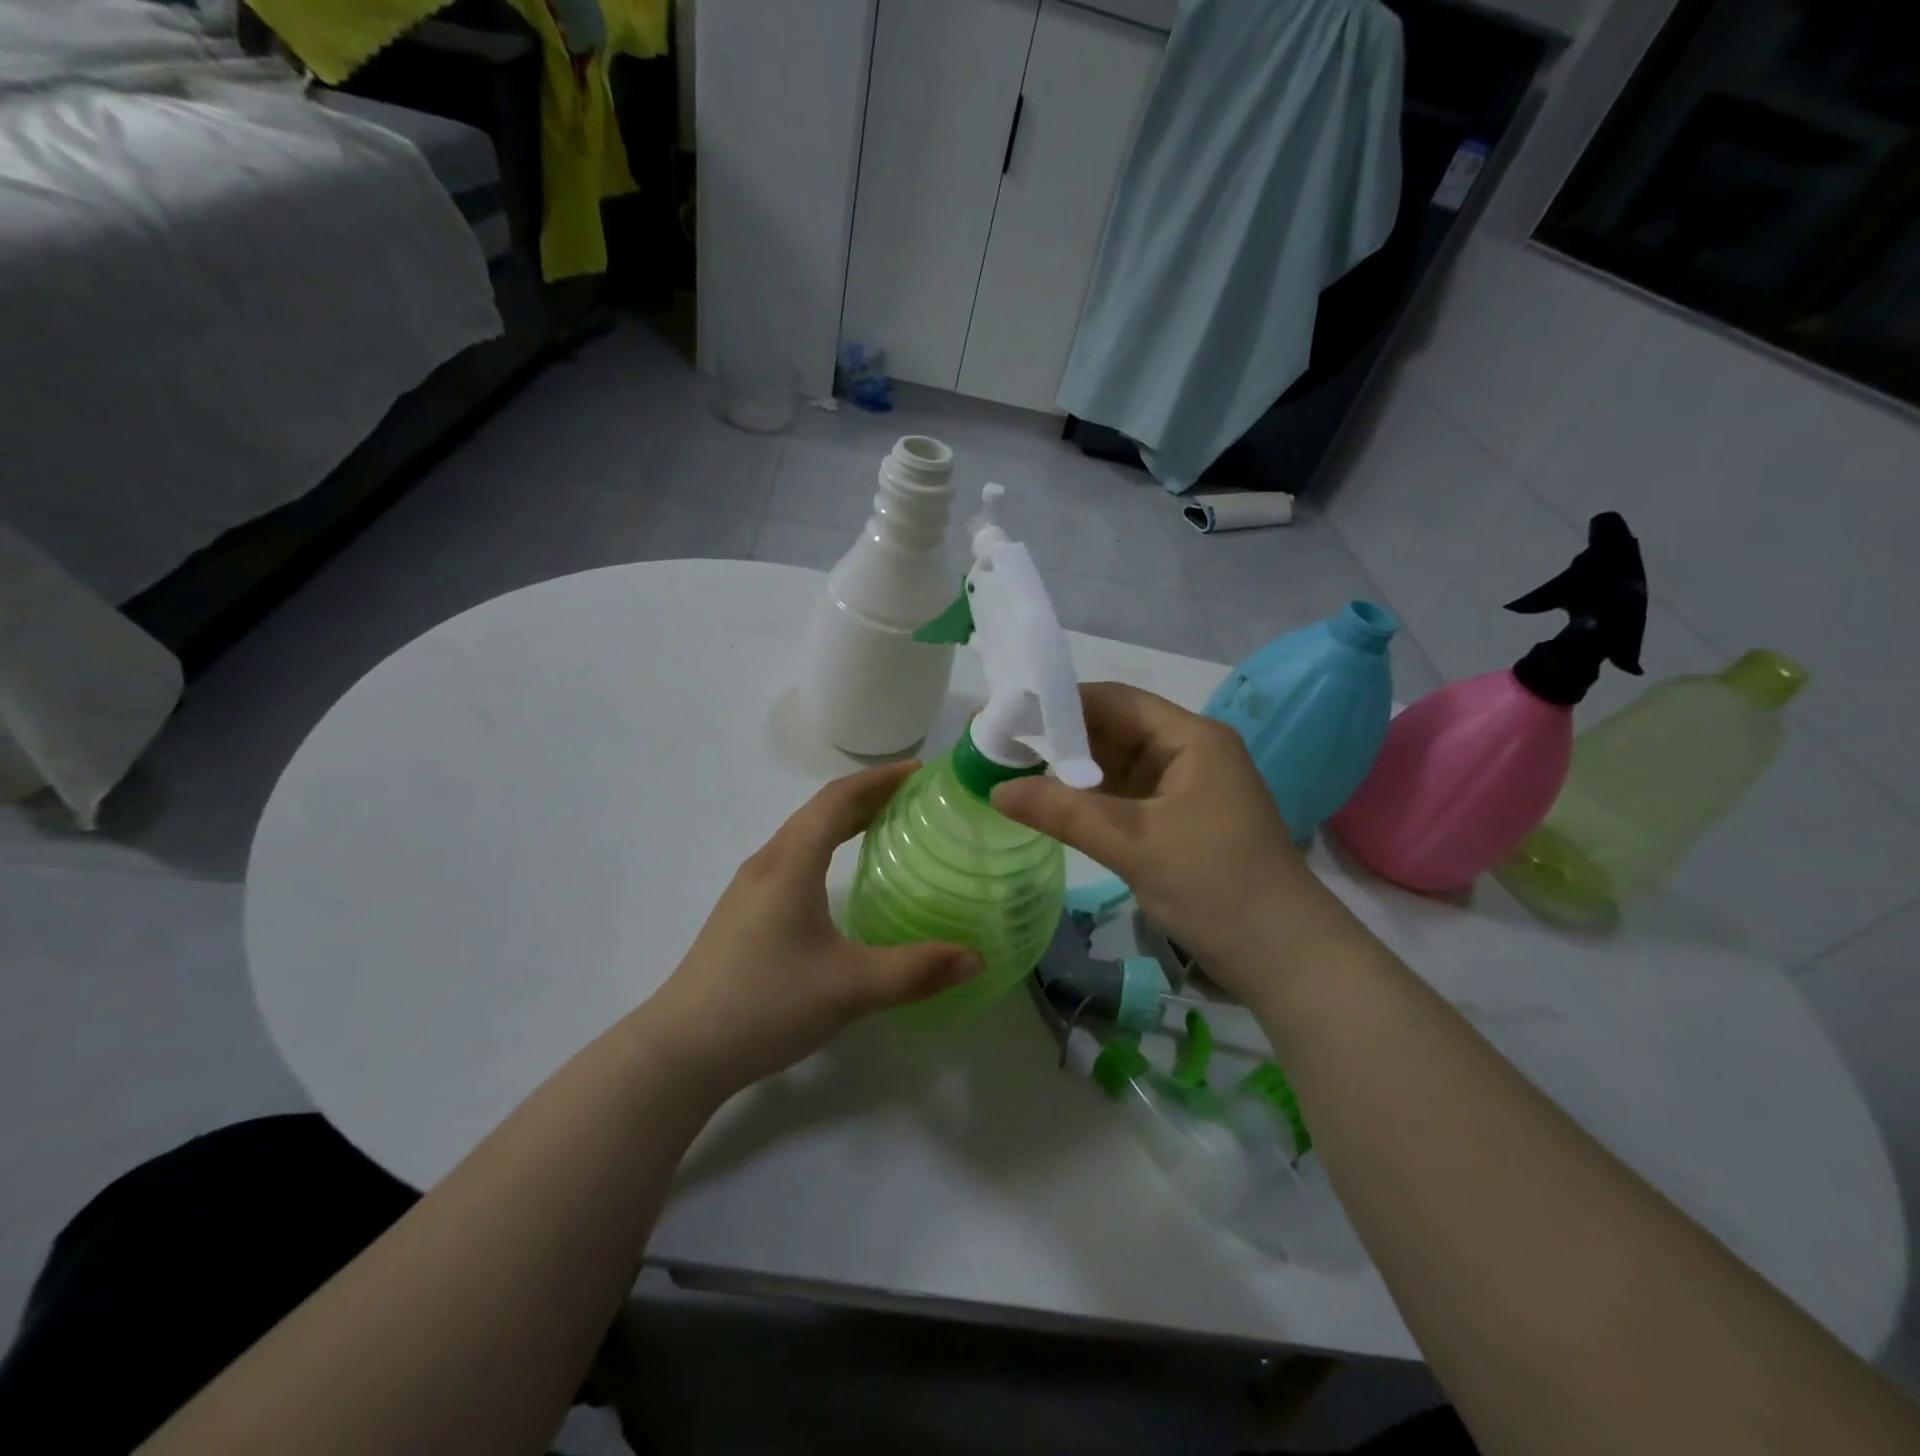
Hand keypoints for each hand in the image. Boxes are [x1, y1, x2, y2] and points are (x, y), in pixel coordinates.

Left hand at [647, 763, 980, 1094]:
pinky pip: (792, 860)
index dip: (879, 779)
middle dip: (867, 795)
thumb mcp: (851, 988)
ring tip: (885, 826)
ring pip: (802, 835)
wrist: (680, 1052)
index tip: (920, 771)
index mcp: (791, 863)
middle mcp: (767, 864)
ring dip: (843, 820)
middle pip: (819, 811)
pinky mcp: (743, 914)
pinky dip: (825, 847)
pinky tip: (838, 877)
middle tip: (914, 797)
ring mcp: (749, 889)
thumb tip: (977, 957)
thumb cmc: (766, 1004)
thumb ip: (917, 970)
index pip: (837, 799)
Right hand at [991, 682, 1341, 989]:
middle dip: (1057, 739)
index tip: (1006, 715)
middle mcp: (1186, 752)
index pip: (1114, 702)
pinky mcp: (1175, 821)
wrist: (1282, 957)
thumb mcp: (1135, 844)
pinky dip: (1087, 800)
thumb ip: (1064, 812)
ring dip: (1069, 771)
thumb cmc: (1216, 886)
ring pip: (1114, 766)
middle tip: (997, 746)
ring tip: (1010, 770)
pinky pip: (1122, 797)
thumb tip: (996, 790)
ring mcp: (1182, 788)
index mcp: (1190, 738)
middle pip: (1112, 731)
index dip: (1058, 704)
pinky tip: (1048, 804)